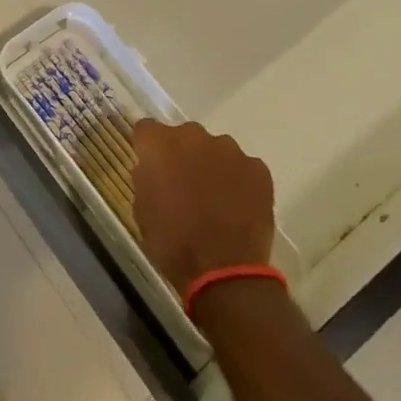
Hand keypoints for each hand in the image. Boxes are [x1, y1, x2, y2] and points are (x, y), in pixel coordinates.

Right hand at [132, 119, 276, 294]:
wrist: (224, 270)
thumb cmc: (172, 241)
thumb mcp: (142, 210)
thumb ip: (146, 179)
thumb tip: (155, 171)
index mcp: (159, 144)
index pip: (146, 130)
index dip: (148, 149)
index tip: (151, 168)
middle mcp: (194, 136)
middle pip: (183, 136)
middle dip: (182, 155)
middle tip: (184, 185)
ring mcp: (229, 150)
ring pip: (215, 149)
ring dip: (211, 165)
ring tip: (215, 199)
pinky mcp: (258, 169)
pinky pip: (243, 167)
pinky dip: (239, 181)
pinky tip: (238, 206)